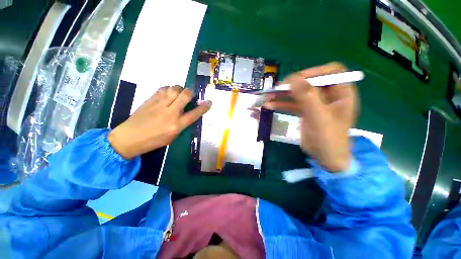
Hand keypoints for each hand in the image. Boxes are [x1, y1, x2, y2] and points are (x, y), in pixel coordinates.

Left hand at [107, 86, 211, 159]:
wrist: (130, 137)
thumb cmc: (154, 140)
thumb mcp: (173, 136)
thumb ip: (182, 124)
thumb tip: (187, 113)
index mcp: (177, 125)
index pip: (195, 113)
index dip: (204, 107)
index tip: (209, 102)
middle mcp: (170, 112)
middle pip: (185, 95)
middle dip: (191, 92)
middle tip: (191, 95)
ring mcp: (160, 104)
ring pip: (174, 88)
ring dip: (180, 89)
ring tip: (179, 93)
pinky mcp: (151, 99)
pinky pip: (163, 88)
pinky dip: (169, 89)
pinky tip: (168, 94)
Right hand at [264, 62, 358, 171]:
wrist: (325, 158)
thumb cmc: (329, 139)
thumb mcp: (319, 117)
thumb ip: (307, 97)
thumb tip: (293, 78)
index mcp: (341, 93)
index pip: (332, 72)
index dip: (315, 72)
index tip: (298, 79)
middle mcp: (329, 96)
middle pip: (311, 82)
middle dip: (293, 85)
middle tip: (277, 88)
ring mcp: (316, 104)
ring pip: (299, 94)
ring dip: (284, 95)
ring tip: (269, 96)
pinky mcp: (306, 112)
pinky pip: (293, 104)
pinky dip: (282, 104)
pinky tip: (270, 105)